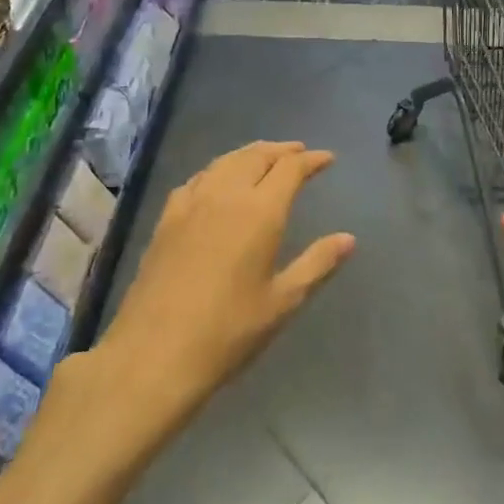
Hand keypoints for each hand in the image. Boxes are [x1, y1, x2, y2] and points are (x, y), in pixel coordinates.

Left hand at [93, 141, 354, 430]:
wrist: (155, 352)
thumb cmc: (228, 331)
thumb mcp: (282, 301)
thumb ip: (317, 264)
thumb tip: (348, 239)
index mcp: (260, 212)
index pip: (289, 169)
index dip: (310, 160)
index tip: (327, 159)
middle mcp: (225, 195)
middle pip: (255, 156)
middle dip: (280, 151)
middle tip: (298, 152)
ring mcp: (191, 204)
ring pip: (224, 162)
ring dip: (249, 154)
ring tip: (264, 158)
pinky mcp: (166, 219)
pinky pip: (197, 179)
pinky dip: (217, 169)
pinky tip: (217, 181)